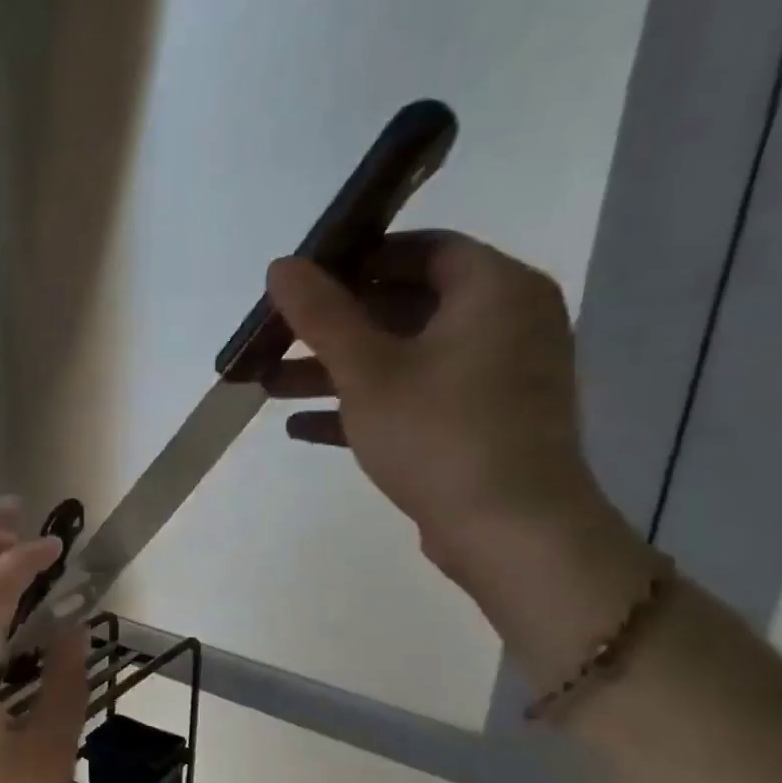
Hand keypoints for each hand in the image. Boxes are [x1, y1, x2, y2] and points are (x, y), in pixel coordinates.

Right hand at [264, 231, 610, 592]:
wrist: (511, 533)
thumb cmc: (439, 433)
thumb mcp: (367, 369)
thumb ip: (321, 314)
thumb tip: (281, 265)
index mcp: (494, 291)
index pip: (422, 249)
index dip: (358, 259)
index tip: (305, 281)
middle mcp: (505, 323)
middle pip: (405, 305)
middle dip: (332, 326)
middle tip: (277, 338)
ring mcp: (495, 377)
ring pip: (403, 356)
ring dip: (336, 369)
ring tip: (270, 386)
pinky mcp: (480, 423)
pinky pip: (415, 397)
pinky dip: (363, 404)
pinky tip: (301, 427)